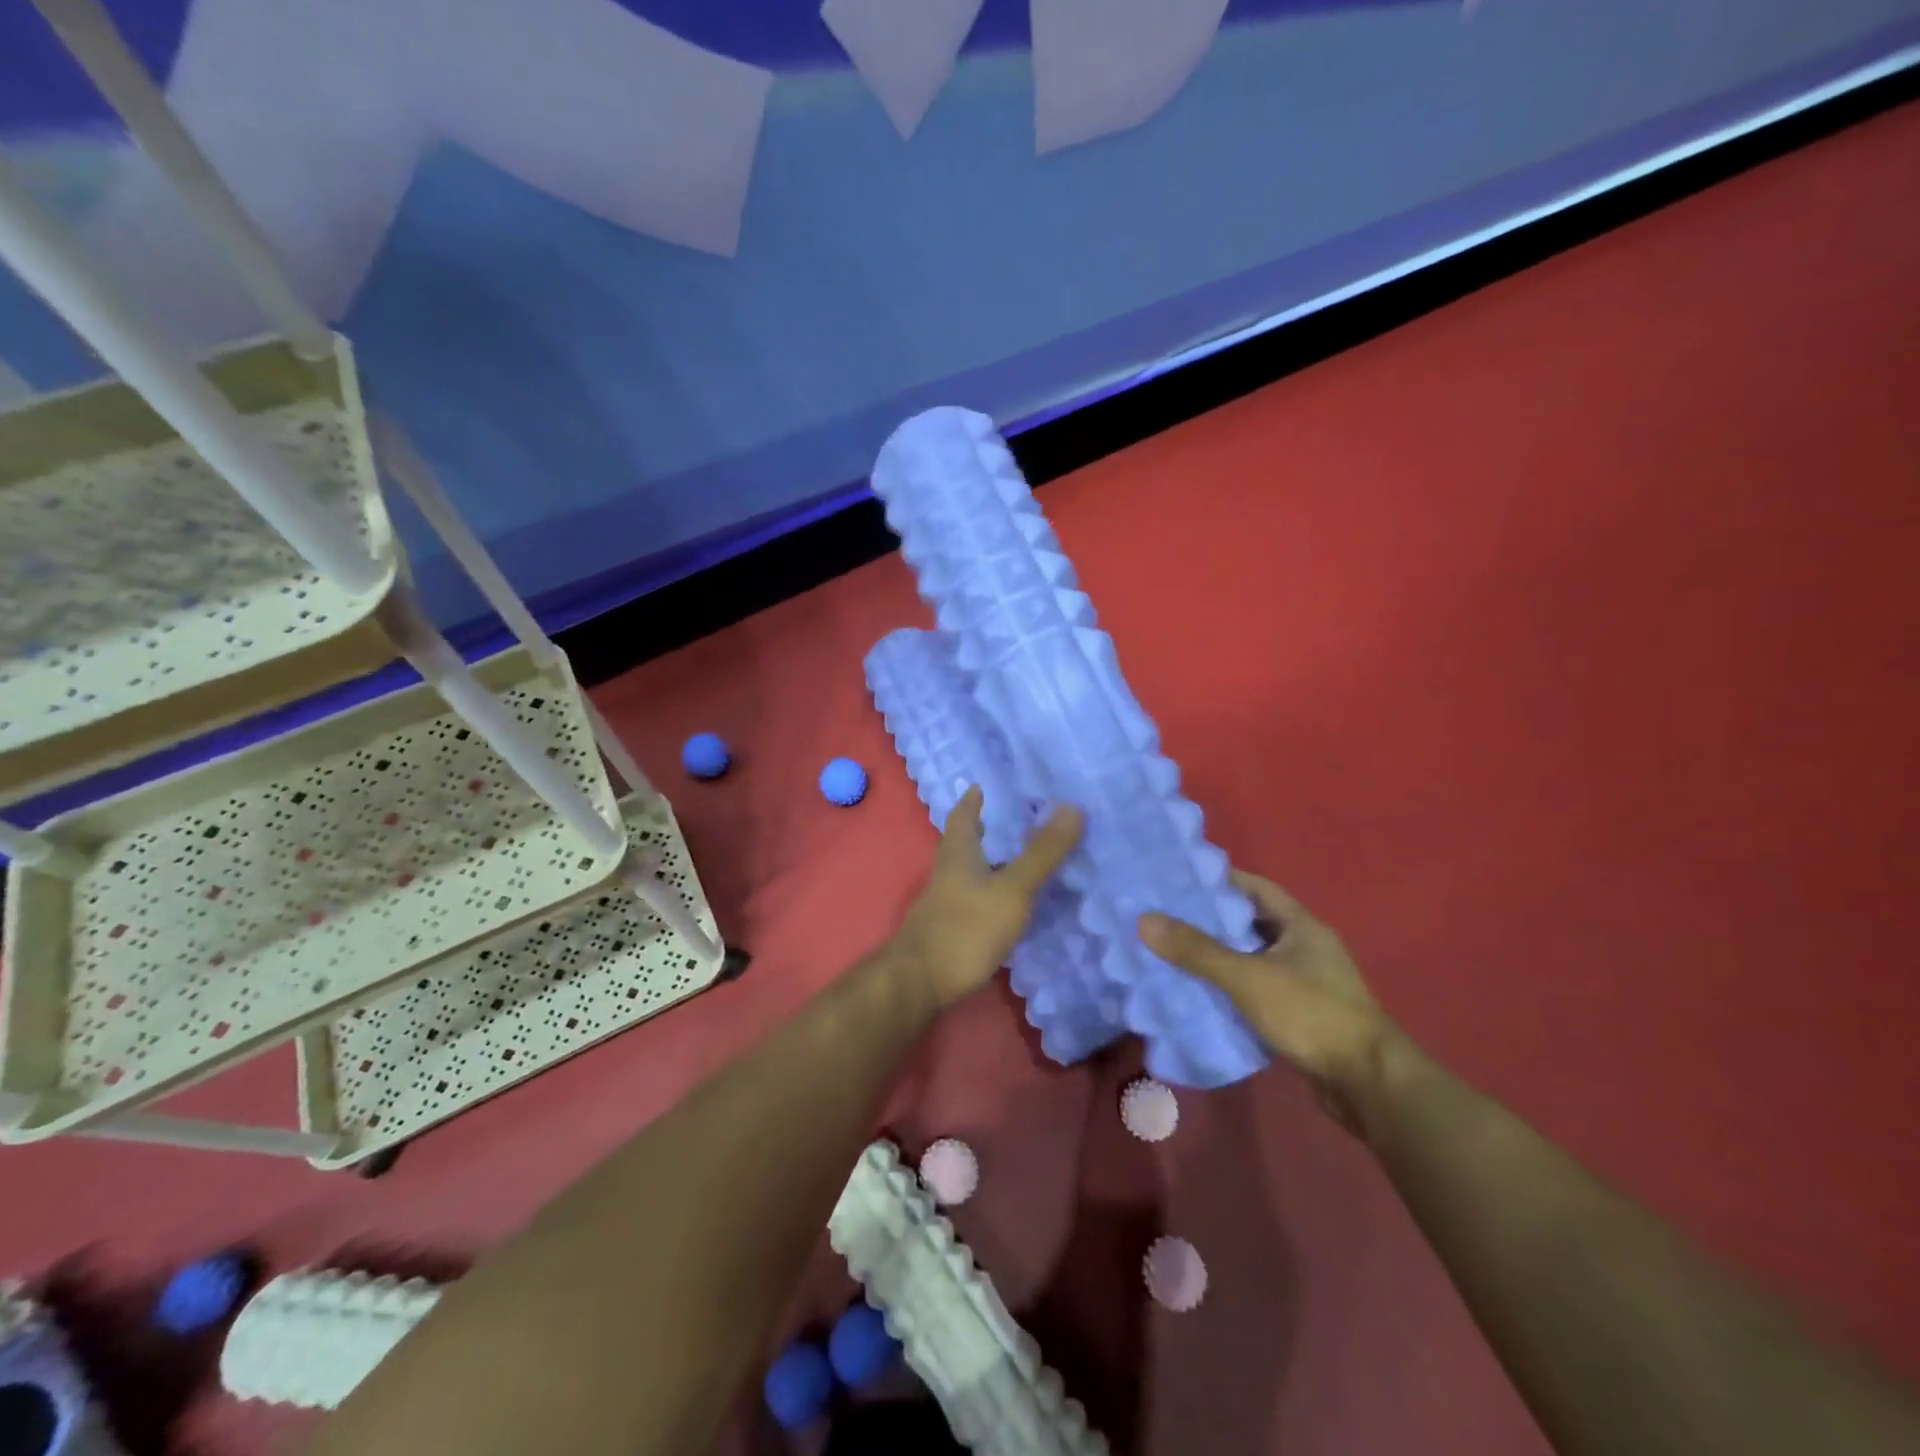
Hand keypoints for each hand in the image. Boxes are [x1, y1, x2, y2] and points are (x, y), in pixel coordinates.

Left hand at [892, 787, 1083, 1010]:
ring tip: (1014, 857)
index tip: (980, 787)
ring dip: (986, 861)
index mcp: (958, 854)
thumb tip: (1072, 807)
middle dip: (979, 829)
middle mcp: (947, 873)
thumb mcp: (1013, 889)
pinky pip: (971, 899)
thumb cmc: (966, 928)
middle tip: (1003, 818)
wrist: (920, 982)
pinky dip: (988, 891)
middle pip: (961, 843)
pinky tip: (1005, 903)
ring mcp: (944, 904)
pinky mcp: (948, 931)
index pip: (962, 817)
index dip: (971, 801)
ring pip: (966, 872)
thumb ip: (1042, 853)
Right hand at [1140, 871, 1401, 1131]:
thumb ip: (1197, 950)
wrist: (1369, 1084)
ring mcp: (1307, 983)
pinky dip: (1233, 989)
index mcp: (1302, 926)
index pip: (1256, 888)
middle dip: (1213, 920)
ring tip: (1175, 954)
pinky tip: (1203, 995)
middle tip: (1167, 917)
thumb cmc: (1311, 1014)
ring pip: (1254, 959)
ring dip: (1221, 957)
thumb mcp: (1248, 977)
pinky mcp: (1303, 1015)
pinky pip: (1259, 990)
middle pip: (1252, 923)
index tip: (1181, 880)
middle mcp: (1306, 948)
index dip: (1221, 881)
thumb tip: (1145, 920)